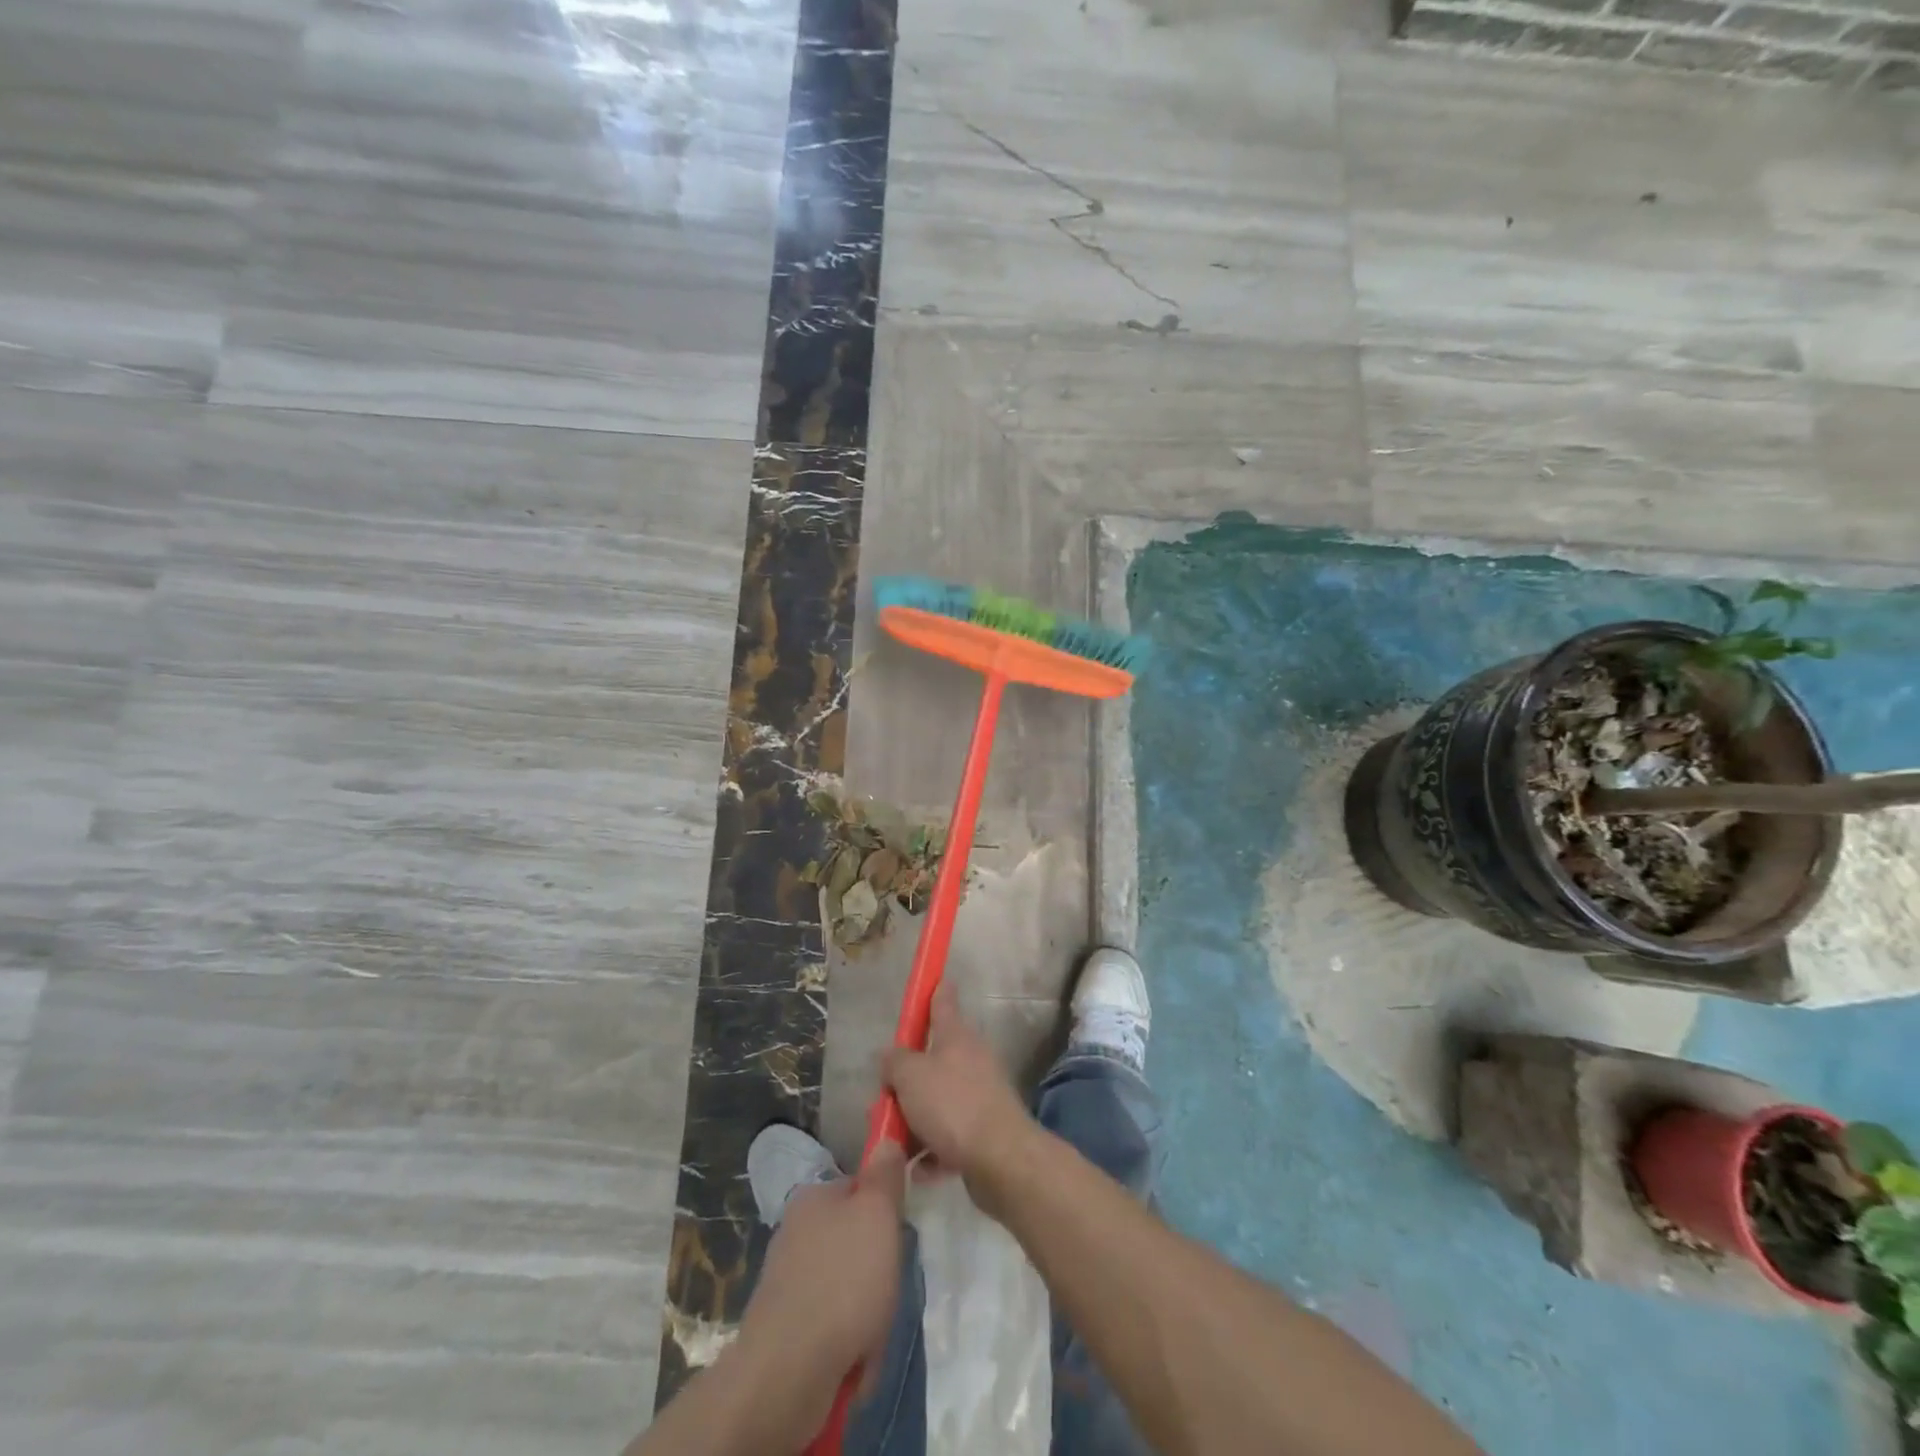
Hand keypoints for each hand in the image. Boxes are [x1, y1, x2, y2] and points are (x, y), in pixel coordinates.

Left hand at [737, 1141, 907, 1422]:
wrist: (786, 1374)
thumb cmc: (842, 1281)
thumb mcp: (877, 1214)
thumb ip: (885, 1176)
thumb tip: (885, 1139)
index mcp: (812, 1197)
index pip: (859, 1189)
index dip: (884, 1210)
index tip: (898, 1235)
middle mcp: (794, 1232)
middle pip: (852, 1239)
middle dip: (875, 1266)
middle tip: (889, 1286)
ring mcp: (785, 1281)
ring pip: (843, 1284)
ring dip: (864, 1308)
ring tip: (873, 1331)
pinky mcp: (782, 1328)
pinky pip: (829, 1323)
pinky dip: (846, 1339)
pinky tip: (855, 1358)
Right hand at [883, 984, 1033, 1191]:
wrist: (1001, 1159)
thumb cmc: (952, 1105)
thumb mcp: (910, 1077)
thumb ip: (894, 1062)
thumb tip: (889, 1055)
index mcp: (955, 1036)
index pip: (942, 1002)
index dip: (934, 990)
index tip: (934, 979)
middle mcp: (971, 1059)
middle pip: (932, 1060)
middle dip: (906, 1081)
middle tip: (884, 1100)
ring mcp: (980, 1095)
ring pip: (938, 1101)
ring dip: (916, 1122)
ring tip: (896, 1144)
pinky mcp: (984, 1132)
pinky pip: (950, 1137)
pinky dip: (933, 1151)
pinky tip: (919, 1170)